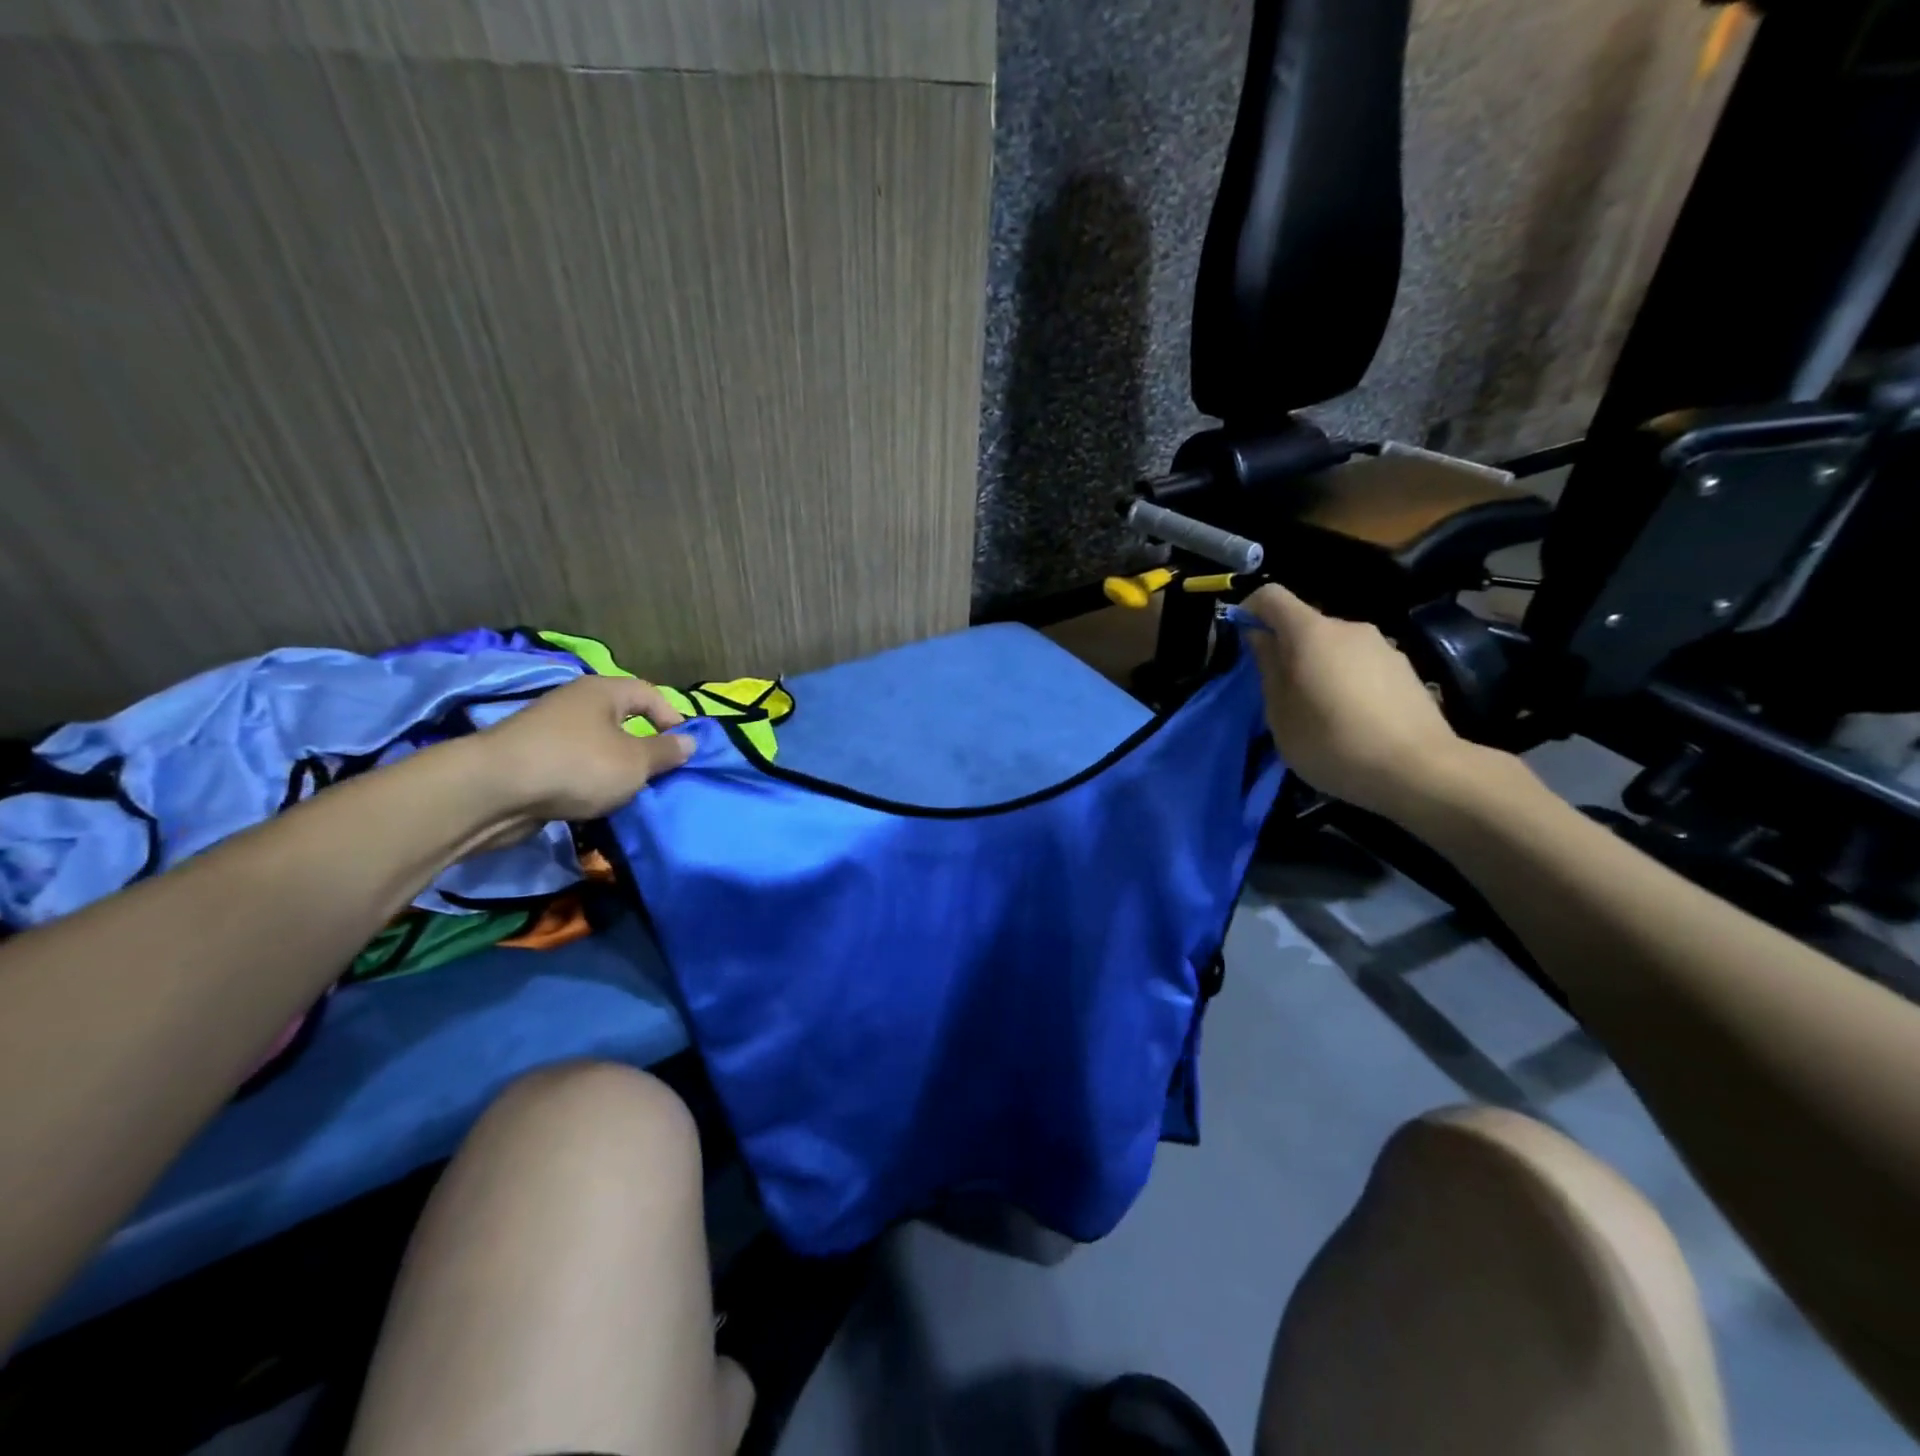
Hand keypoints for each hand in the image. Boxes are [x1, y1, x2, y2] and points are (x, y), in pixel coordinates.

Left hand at [477, 675, 693, 824]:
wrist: (493, 791)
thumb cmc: (577, 765)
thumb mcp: (635, 762)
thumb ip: (666, 752)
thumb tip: (689, 742)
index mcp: (603, 691)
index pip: (649, 693)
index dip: (672, 718)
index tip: (683, 749)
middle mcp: (575, 703)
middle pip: (622, 719)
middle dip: (643, 747)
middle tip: (658, 774)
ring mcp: (549, 730)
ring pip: (597, 745)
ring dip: (614, 767)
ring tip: (628, 792)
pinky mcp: (530, 759)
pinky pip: (573, 765)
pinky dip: (587, 780)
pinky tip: (593, 801)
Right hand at [1242, 583, 1479, 822]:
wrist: (1420, 770)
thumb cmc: (1332, 742)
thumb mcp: (1281, 714)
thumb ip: (1268, 668)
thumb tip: (1260, 637)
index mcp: (1311, 633)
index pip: (1271, 596)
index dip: (1250, 610)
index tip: (1242, 639)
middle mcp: (1349, 628)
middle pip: (1305, 625)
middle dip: (1286, 649)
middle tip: (1279, 694)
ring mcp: (1382, 646)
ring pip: (1334, 647)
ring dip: (1318, 668)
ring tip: (1317, 712)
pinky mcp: (1405, 669)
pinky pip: (1360, 665)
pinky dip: (1346, 682)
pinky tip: (1351, 720)